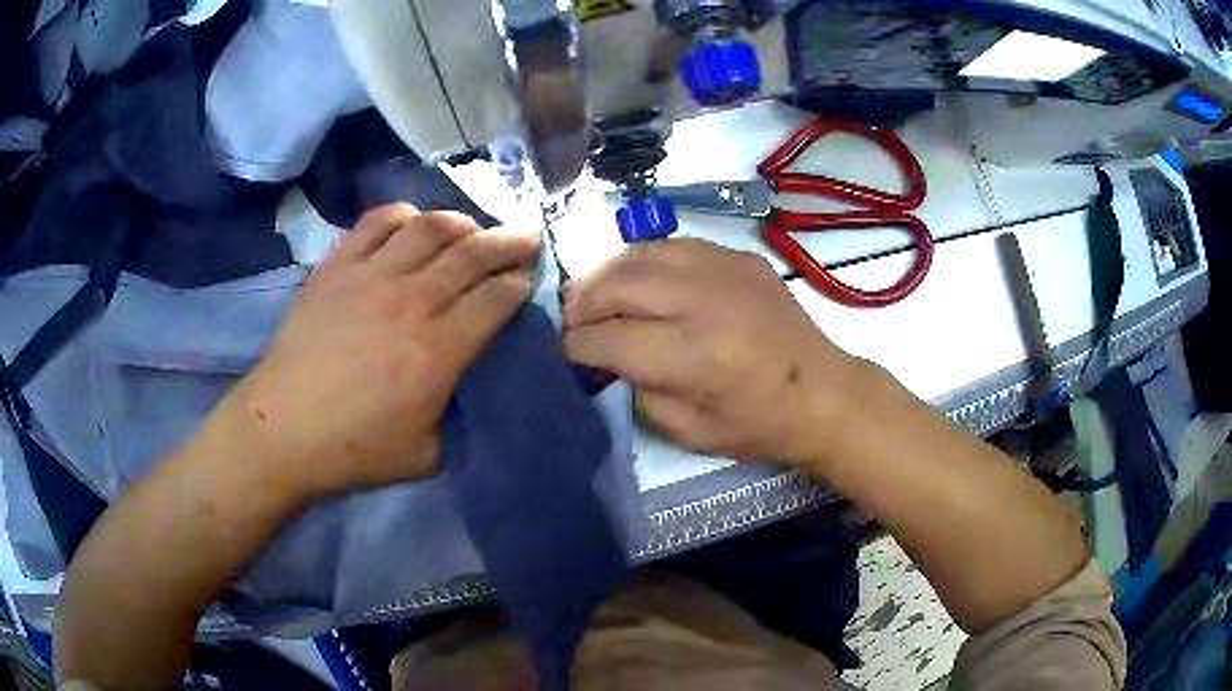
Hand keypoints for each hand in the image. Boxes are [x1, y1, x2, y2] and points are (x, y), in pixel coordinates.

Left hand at [211, 204, 539, 500]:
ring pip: (429, 228)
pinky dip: (404, 215)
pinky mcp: (337, 267)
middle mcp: (409, 302)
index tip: (530, 279)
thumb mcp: (428, 455)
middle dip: (508, 242)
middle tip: (526, 237)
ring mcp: (369, 276)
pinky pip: (377, 222)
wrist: (283, 429)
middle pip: (471, 253)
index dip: (520, 284)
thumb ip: (464, 417)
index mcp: (437, 352)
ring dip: (461, 222)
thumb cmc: (355, 449)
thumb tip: (482, 383)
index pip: (495, 300)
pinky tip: (413, 224)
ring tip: (472, 229)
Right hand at [563, 239, 874, 465]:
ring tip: (594, 296)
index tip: (562, 351)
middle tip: (570, 322)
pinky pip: (673, 246)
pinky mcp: (739, 257)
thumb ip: (637, 391)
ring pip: (641, 254)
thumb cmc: (760, 425)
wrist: (824, 393)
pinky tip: (638, 280)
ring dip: (606, 274)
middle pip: (618, 284)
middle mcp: (705, 301)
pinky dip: (644, 261)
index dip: (574, 345)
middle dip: (581, 303)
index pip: (609, 338)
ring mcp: (725, 269)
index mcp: (695, 356)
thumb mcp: (688, 430)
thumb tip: (605, 359)